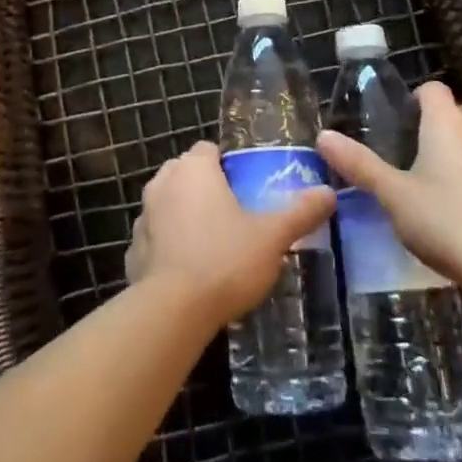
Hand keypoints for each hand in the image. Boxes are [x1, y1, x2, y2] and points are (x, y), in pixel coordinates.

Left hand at [125, 141, 335, 327]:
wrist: (173, 311)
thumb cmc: (225, 260)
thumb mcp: (272, 236)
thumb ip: (300, 212)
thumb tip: (329, 192)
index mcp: (194, 169)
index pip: (208, 149)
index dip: (227, 164)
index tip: (245, 187)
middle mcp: (162, 183)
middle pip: (185, 174)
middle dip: (205, 188)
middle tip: (233, 216)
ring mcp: (143, 216)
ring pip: (167, 205)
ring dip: (183, 217)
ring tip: (212, 246)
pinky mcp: (132, 251)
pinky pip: (155, 239)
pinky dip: (167, 248)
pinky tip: (187, 273)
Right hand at [316, 81, 461, 300]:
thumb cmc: (445, 223)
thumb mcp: (393, 195)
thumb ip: (359, 164)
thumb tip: (322, 136)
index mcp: (447, 124)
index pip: (432, 89)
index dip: (414, 100)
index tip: (397, 125)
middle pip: (455, 111)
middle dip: (434, 124)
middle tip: (409, 153)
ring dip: (458, 148)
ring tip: (434, 180)